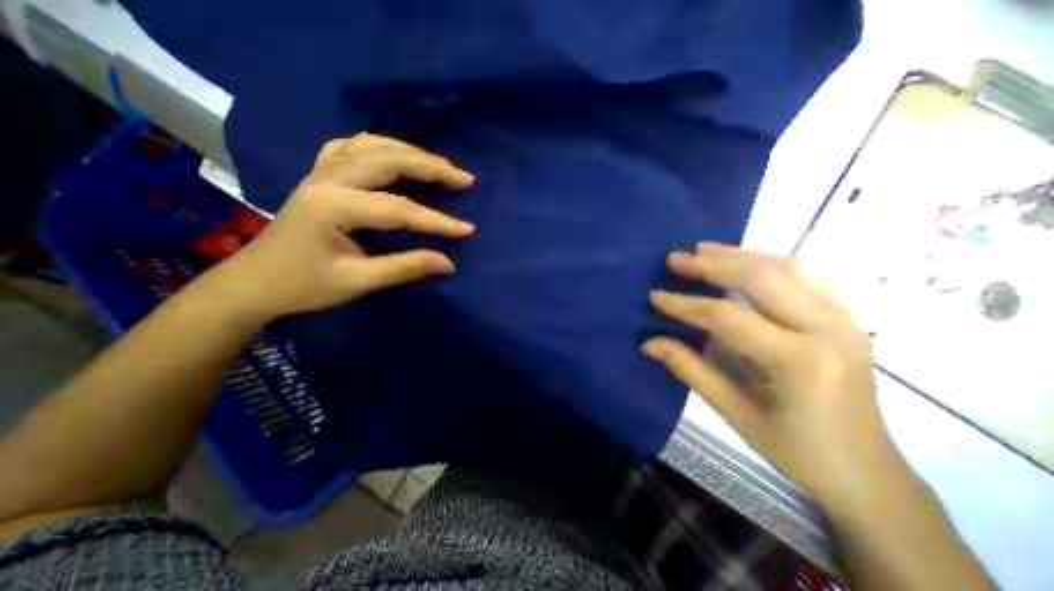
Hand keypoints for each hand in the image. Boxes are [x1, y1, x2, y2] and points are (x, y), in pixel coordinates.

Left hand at [195, 133, 475, 322]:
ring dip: (411, 152)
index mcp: (333, 206)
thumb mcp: (357, 282)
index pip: (399, 209)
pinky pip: (353, 147)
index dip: (438, 221)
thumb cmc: (302, 286)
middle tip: (464, 179)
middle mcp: (327, 178)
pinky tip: (396, 156)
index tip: (468, 229)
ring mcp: (321, 171)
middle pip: (389, 160)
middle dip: (432, 167)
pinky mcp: (320, 175)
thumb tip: (447, 263)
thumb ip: (404, 268)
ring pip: (373, 145)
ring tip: (440, 166)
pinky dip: (382, 147)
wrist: (253, 282)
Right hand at [643, 242, 896, 499]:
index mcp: (799, 360)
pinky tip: (745, 262)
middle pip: (761, 277)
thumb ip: (689, 369)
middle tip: (675, 259)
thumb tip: (648, 343)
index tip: (655, 296)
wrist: (868, 473)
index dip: (685, 304)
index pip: (727, 316)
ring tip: (703, 250)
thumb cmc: (796, 450)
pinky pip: (805, 275)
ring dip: (738, 255)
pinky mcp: (846, 318)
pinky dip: (768, 262)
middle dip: (711, 265)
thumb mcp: (734, 412)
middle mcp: (828, 329)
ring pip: (785, 267)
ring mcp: (844, 319)